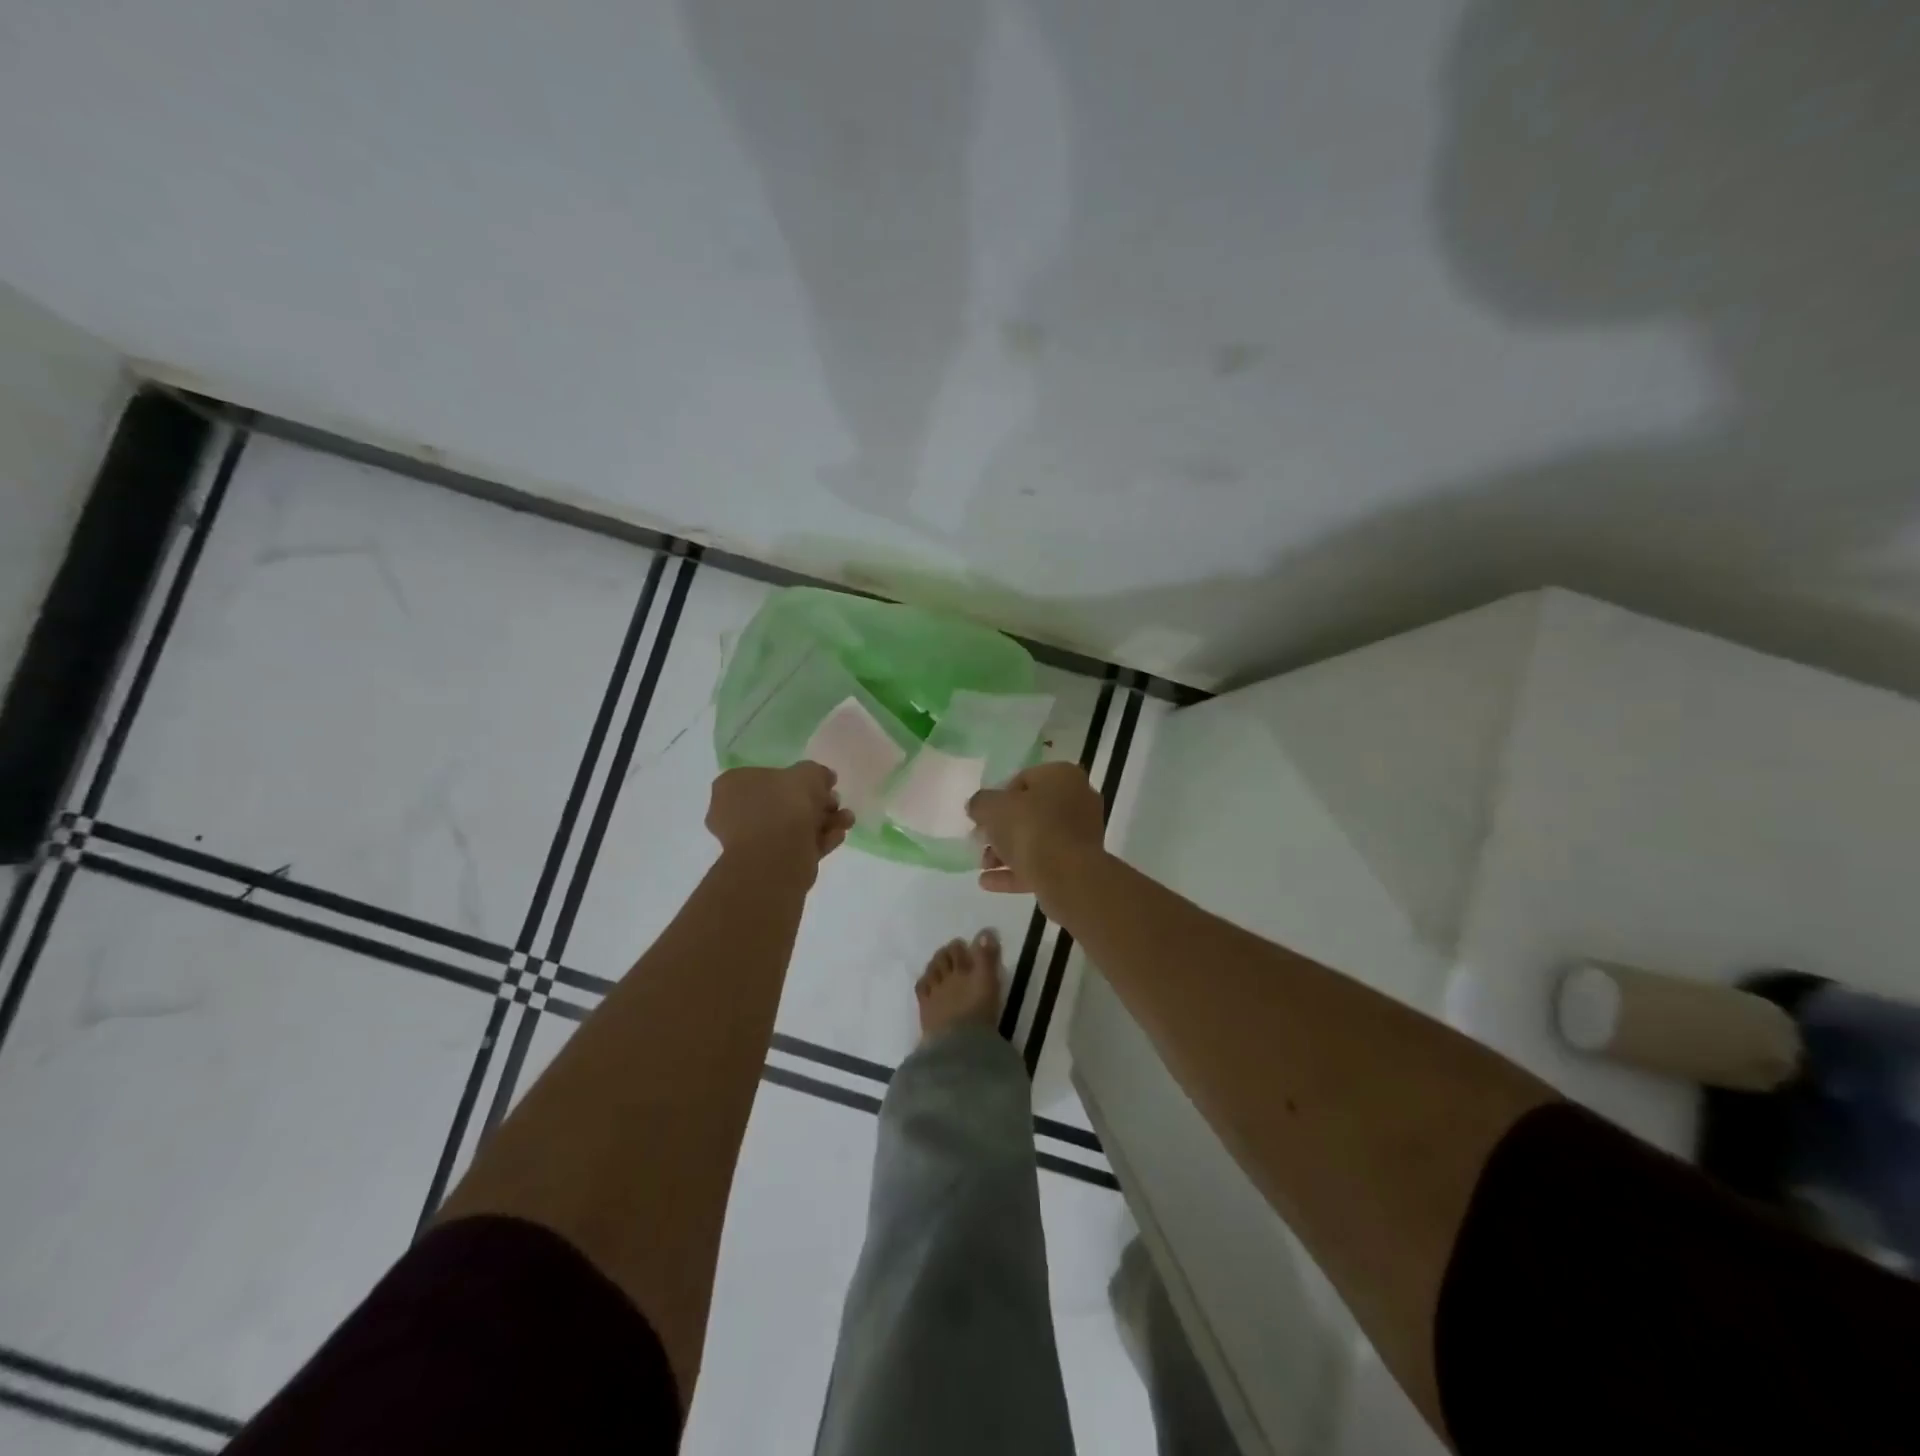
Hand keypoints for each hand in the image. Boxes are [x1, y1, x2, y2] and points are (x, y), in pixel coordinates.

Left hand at [706, 763, 854, 871]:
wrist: (776, 854)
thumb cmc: (784, 804)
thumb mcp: (807, 774)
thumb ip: (817, 773)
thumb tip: (824, 778)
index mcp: (733, 786)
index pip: (767, 776)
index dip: (799, 779)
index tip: (823, 784)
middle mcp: (735, 813)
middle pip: (783, 803)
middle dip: (815, 803)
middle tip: (836, 802)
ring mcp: (750, 841)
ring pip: (792, 826)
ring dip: (823, 821)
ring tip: (847, 820)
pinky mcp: (768, 864)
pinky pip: (795, 846)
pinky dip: (818, 840)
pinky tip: (839, 836)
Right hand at [966, 762, 1105, 894]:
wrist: (1068, 876)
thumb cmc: (1030, 828)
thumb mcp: (992, 808)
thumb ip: (980, 803)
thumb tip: (978, 807)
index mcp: (1062, 776)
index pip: (1024, 779)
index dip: (998, 798)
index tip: (984, 816)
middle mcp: (1078, 799)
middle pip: (1031, 812)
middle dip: (1002, 829)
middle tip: (981, 841)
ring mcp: (1081, 834)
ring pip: (1037, 839)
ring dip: (1007, 852)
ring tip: (983, 865)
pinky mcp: (1079, 865)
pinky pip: (1043, 863)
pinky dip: (1017, 871)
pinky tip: (988, 881)